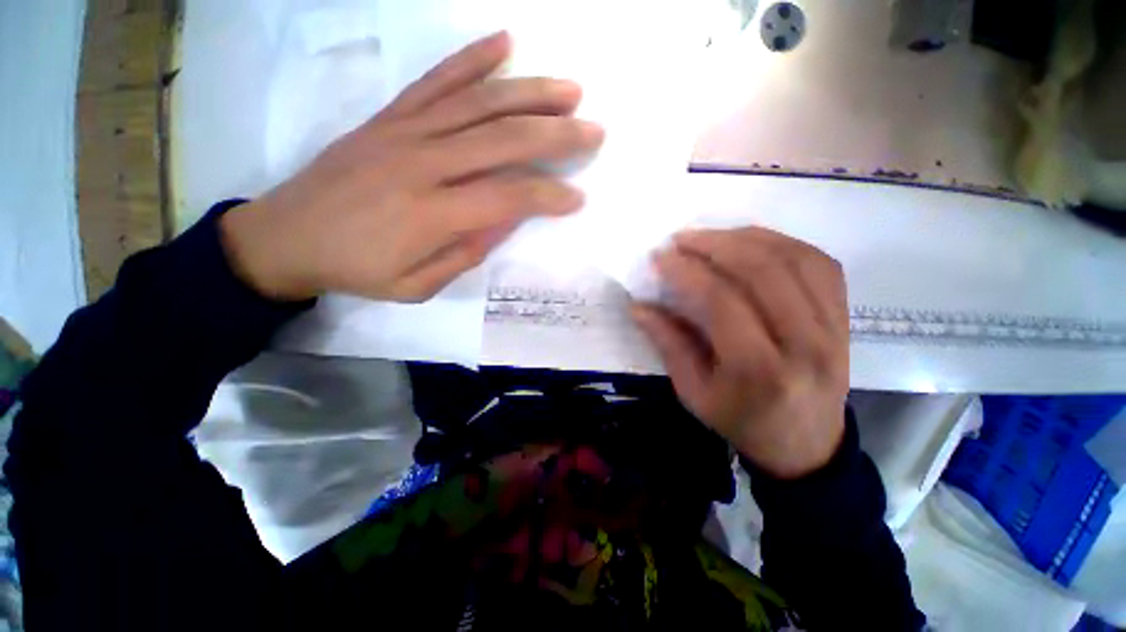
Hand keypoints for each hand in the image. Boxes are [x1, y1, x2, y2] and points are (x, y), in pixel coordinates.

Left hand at [220, 31, 603, 301]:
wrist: (286, 236)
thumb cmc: (357, 270)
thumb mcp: (416, 286)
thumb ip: (465, 254)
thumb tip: (504, 221)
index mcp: (432, 214)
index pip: (508, 196)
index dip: (549, 196)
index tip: (577, 198)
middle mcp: (424, 163)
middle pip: (504, 139)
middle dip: (557, 135)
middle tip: (594, 131)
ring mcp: (405, 131)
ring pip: (479, 102)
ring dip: (530, 92)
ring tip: (569, 90)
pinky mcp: (390, 116)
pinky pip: (436, 79)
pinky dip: (472, 57)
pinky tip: (504, 43)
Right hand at [631, 228, 849, 478]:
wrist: (806, 444)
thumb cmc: (741, 421)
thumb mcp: (693, 393)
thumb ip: (668, 344)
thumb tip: (639, 306)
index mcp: (759, 371)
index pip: (722, 302)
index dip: (688, 272)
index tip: (661, 257)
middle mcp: (805, 344)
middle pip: (763, 272)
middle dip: (715, 244)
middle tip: (683, 239)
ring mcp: (834, 327)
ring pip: (795, 259)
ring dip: (747, 237)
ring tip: (712, 236)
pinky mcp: (845, 317)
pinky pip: (819, 264)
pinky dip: (782, 243)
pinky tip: (752, 243)